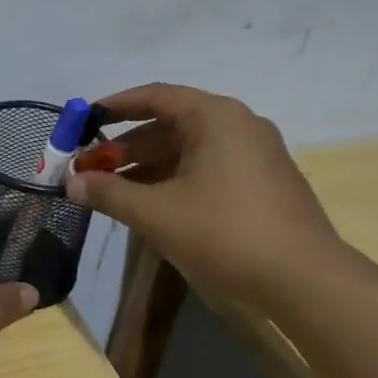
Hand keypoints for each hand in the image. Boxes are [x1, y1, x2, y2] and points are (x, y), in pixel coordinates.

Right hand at [63, 83, 345, 305]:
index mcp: (215, 117)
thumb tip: (72, 183)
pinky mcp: (263, 182)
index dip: (114, 107)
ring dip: (147, 166)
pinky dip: (174, 178)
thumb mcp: (155, 213)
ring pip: (188, 149)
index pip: (155, 96)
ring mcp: (256, 154)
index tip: (83, 121)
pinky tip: (151, 204)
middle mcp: (239, 125)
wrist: (304, 280)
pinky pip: (208, 167)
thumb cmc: (224, 233)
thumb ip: (108, 193)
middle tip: (90, 167)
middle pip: (170, 124)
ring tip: (112, 190)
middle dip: (126, 146)